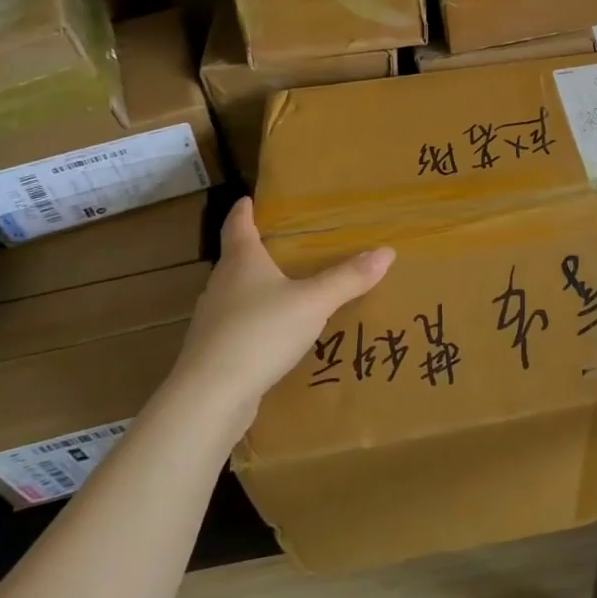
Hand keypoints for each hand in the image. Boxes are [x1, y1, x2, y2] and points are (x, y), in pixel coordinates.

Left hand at [169, 198, 393, 412]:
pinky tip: (273, 335)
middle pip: (235, 260)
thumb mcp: (314, 302)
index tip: (247, 199)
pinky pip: (236, 327)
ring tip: (282, 289)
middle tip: (281, 245)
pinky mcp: (212, 352)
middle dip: (255, 251)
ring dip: (254, 289)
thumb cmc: (261, 332)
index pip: (238, 225)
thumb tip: (387, 251)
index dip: (243, 211)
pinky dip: (254, 323)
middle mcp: (221, 285)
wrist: (210, 397)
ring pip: (234, 294)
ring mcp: (212, 321)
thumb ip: (348, 278)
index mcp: (241, 261)